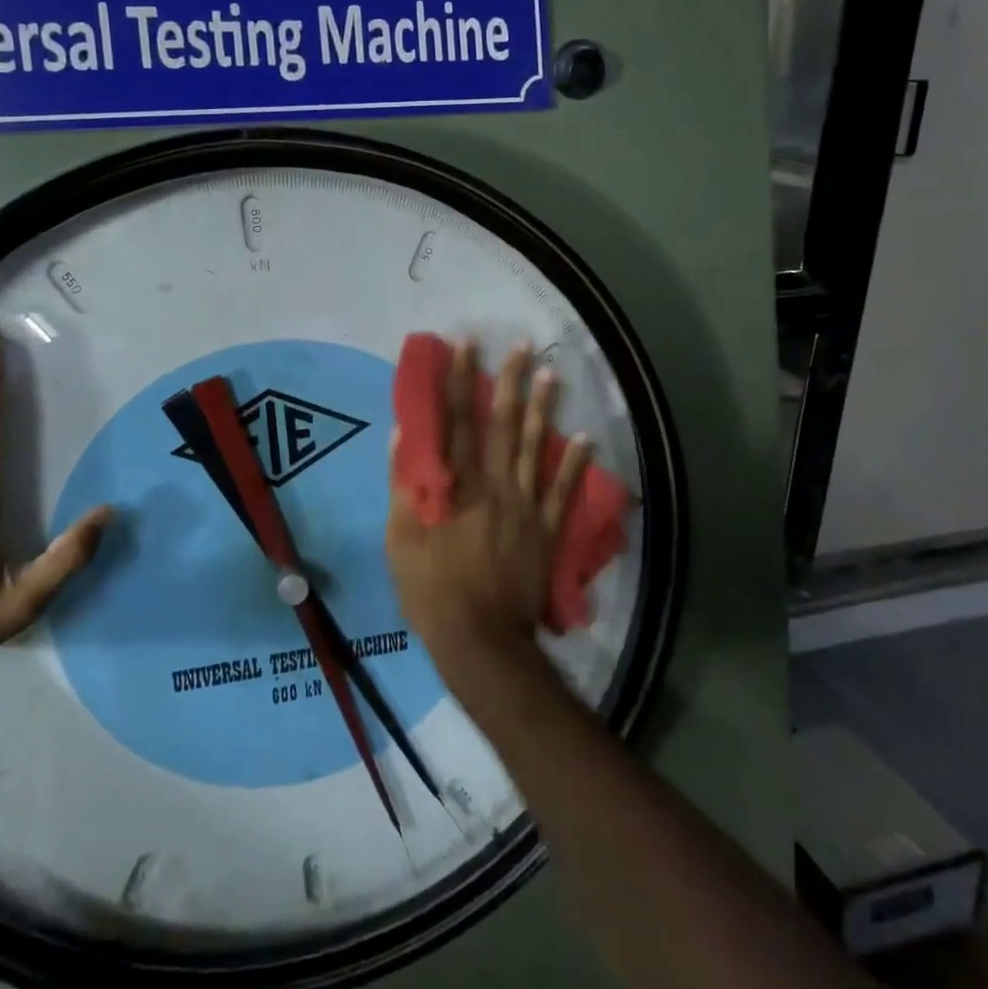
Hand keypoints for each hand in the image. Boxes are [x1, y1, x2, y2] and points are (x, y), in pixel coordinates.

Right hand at [386, 339, 589, 675]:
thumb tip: (403, 436)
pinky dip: (575, 464)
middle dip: (510, 382)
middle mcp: (496, 486)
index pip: (456, 421)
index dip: (459, 380)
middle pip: (503, 424)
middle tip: (522, 346)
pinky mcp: (547, 531)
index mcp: (458, 486)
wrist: (482, 643)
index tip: (466, 345)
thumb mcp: (401, 541)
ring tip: (552, 374)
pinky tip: (586, 437)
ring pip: (537, 448)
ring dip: (544, 409)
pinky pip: (564, 491)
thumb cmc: (432, 591)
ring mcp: (527, 507)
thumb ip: (404, 486)